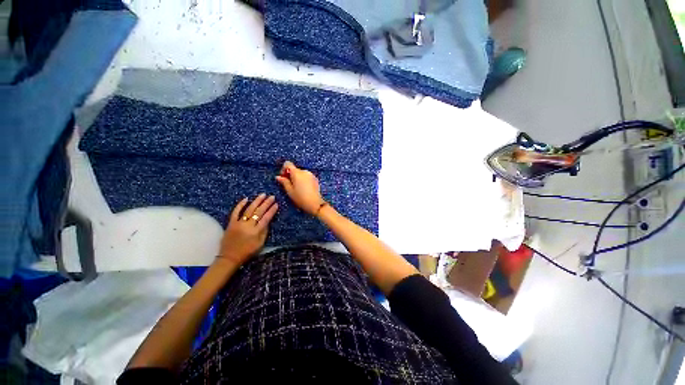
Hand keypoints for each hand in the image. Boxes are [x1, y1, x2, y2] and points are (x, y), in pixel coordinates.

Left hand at [219, 194, 278, 265]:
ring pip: (249, 210)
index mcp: (256, 232)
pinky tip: (246, 198)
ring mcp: (238, 223)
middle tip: (272, 196)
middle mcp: (248, 226)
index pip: (266, 218)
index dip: (272, 211)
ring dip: (256, 201)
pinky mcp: (231, 223)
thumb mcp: (260, 244)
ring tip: (263, 195)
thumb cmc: (247, 252)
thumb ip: (265, 231)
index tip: (276, 204)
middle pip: (259, 212)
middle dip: (266, 203)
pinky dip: (240, 205)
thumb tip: (268, 220)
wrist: (229, 257)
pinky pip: (235, 212)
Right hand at [275, 161, 325, 214]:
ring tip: (297, 188)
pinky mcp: (315, 179)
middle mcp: (304, 171)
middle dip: (290, 175)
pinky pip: (306, 176)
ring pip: (301, 173)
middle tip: (289, 185)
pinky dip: (303, 180)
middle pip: (294, 169)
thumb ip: (284, 182)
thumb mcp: (289, 191)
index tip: (283, 178)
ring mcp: (311, 174)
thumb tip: (278, 177)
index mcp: (297, 173)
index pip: (288, 164)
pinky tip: (304, 188)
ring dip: (297, 178)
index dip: (283, 169)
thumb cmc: (300, 198)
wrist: (315, 203)